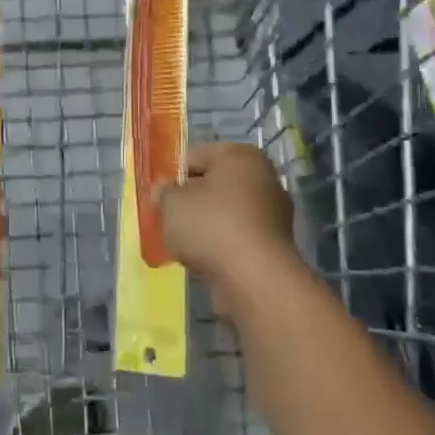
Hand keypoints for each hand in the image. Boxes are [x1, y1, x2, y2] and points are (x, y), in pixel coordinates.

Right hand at [154, 143, 300, 294]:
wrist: (256, 279)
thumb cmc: (211, 226)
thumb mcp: (171, 203)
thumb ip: (164, 192)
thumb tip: (165, 191)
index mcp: (240, 155)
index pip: (194, 156)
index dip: (172, 176)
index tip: (159, 198)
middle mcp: (263, 177)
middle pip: (212, 185)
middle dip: (190, 202)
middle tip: (170, 221)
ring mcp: (273, 212)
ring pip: (225, 213)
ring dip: (205, 227)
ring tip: (185, 246)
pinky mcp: (275, 244)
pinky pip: (237, 237)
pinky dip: (221, 246)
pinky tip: (205, 261)